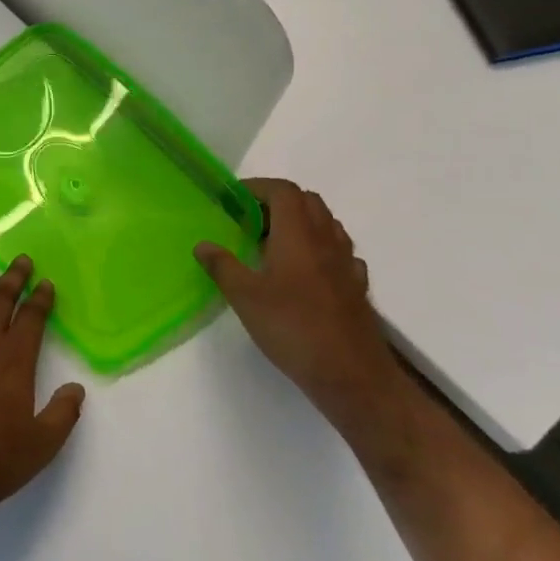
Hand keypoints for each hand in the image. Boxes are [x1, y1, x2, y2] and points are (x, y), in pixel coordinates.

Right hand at [194, 180, 392, 401]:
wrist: (350, 373)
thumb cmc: (292, 327)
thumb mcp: (245, 297)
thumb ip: (222, 266)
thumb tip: (203, 244)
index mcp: (298, 235)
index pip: (283, 191)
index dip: (258, 187)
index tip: (233, 199)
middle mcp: (326, 240)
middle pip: (308, 201)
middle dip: (278, 201)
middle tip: (249, 220)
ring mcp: (346, 263)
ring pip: (326, 224)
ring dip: (301, 222)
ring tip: (274, 243)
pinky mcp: (356, 286)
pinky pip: (340, 253)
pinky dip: (320, 249)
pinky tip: (306, 271)